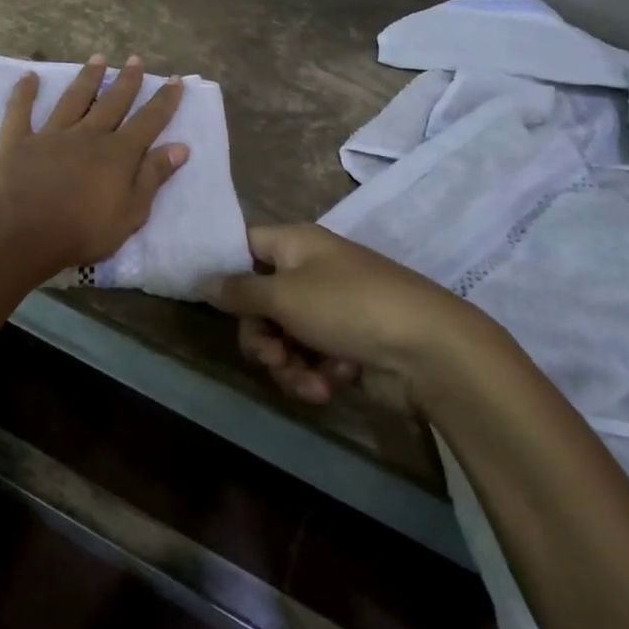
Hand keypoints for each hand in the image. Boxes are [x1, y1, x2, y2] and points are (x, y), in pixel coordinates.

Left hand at [0, 54, 188, 276]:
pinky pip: (20, 111)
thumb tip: (180, 147)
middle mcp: (88, 135)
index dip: (164, 101)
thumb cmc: (83, 231)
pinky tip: (28, 76)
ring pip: (73, 99)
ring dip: (87, 78)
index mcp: (118, 154)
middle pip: (112, 102)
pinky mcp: (19, 141)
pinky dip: (24, 93)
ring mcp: (52, 135)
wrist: (24, 233)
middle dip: (127, 81)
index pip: (148, 121)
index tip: (174, 80)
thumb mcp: (131, 213)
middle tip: (136, 60)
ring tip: (98, 59)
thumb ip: (153, 177)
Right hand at [204, 223, 468, 404]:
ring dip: (287, 365)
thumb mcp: (283, 296)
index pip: (245, 246)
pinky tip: (333, 384)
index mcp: (295, 244)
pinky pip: (310, 359)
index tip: (213, 303)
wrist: (429, 351)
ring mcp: (329, 310)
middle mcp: (309, 272)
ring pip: (282, 338)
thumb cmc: (348, 307)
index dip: (226, 271)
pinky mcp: (345, 345)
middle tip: (271, 356)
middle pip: (259, 302)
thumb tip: (200, 278)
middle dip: (260, 337)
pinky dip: (315, 375)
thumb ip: (237, 291)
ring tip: (308, 380)